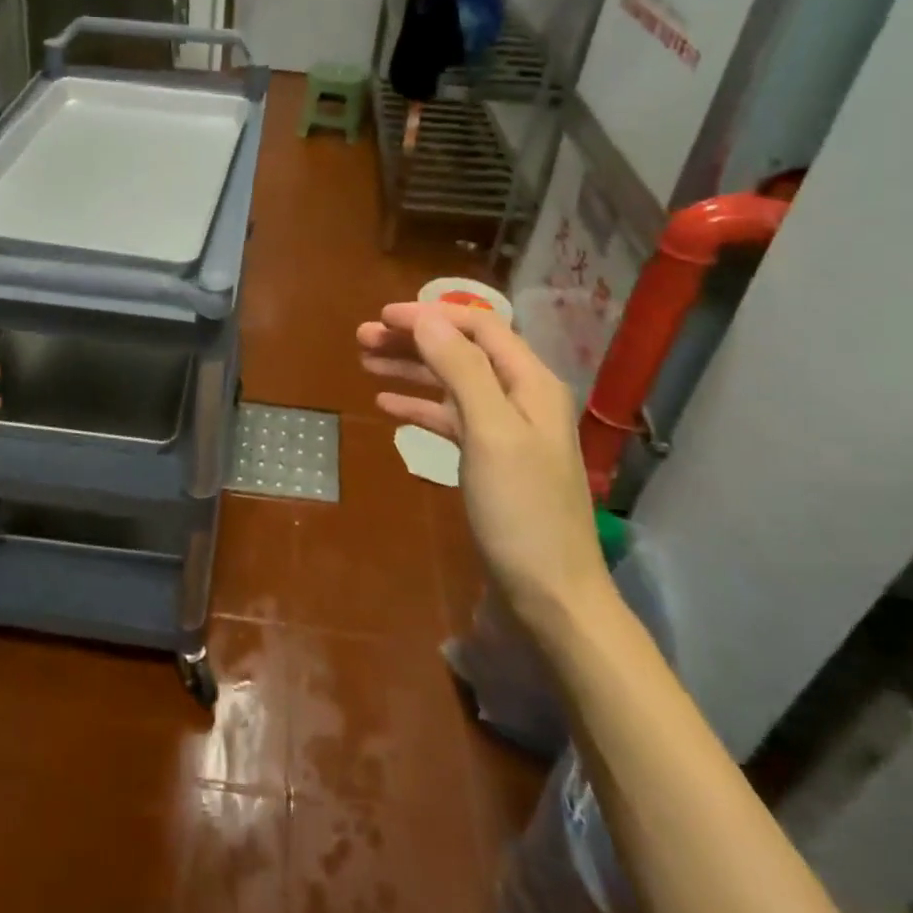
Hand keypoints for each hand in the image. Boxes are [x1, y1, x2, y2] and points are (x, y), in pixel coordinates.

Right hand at [357, 302, 608, 625]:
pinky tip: (387, 405)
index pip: (477, 328)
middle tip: (361, 339)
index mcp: (530, 383)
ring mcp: (504, 431)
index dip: (429, 317)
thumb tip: (427, 320)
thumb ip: (461, 370)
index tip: (381, 317)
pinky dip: (418, 407)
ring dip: (410, 370)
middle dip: (412, 341)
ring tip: (364, 363)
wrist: (550, 596)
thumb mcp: (491, 433)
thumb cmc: (522, 510)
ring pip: (450, 384)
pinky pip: (449, 419)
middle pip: (460, 353)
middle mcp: (519, 398)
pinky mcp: (489, 461)